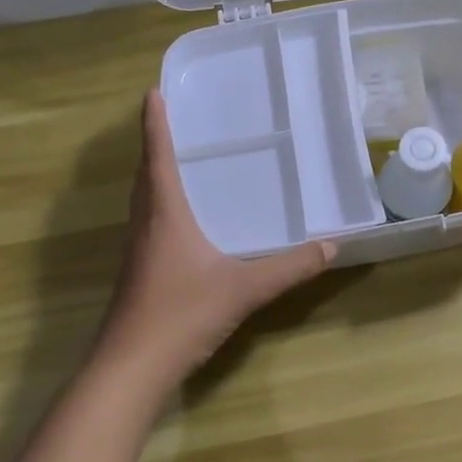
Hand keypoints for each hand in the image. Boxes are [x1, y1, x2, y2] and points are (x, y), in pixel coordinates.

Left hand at [98, 90, 334, 388]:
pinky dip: (161, 206)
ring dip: (154, 175)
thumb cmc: (181, 315)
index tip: (152, 92)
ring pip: (144, 201)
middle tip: (173, 121)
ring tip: (178, 161)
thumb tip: (331, 246)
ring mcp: (139, 251)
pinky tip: (183, 221)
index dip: (154, 124)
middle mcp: (146, 225)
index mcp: (165, 215)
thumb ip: (289, 268)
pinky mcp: (139, 273)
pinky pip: (149, 223)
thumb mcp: (244, 289)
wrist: (130, 369)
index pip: (157, 158)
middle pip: (145, 175)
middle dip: (155, 145)